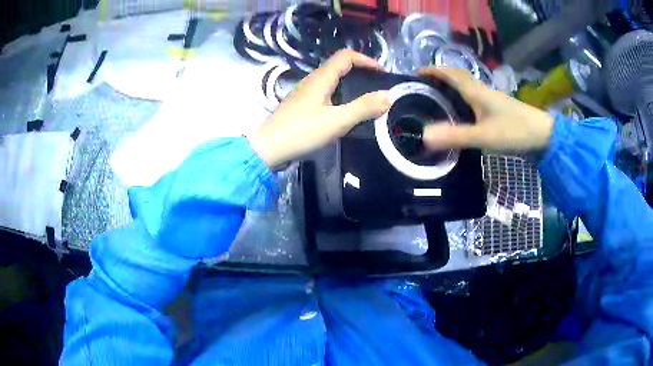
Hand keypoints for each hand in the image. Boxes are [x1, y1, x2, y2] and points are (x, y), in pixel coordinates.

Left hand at [249, 50, 390, 167]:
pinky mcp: (301, 106)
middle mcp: (312, 81)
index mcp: (321, 78)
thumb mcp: (336, 121)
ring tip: (366, 100)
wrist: (267, 149)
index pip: (346, 56)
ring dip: (350, 85)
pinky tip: (344, 112)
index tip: (382, 73)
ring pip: (332, 81)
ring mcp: (304, 93)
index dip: (366, 60)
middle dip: (360, 72)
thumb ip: (363, 108)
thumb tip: (388, 96)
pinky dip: (340, 96)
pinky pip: (325, 93)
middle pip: (339, 66)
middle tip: (377, 87)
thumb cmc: (301, 133)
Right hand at [419, 68, 553, 151]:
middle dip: (439, 79)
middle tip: (423, 90)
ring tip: (436, 101)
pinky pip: (474, 99)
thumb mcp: (484, 135)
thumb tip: (423, 135)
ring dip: (451, 89)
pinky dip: (462, 101)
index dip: (432, 70)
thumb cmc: (514, 131)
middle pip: (457, 78)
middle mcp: (482, 90)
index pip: (450, 73)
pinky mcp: (497, 109)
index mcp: (476, 91)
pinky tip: (460, 113)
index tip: (415, 74)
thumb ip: (455, 135)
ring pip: (466, 88)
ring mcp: (491, 99)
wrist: (544, 134)